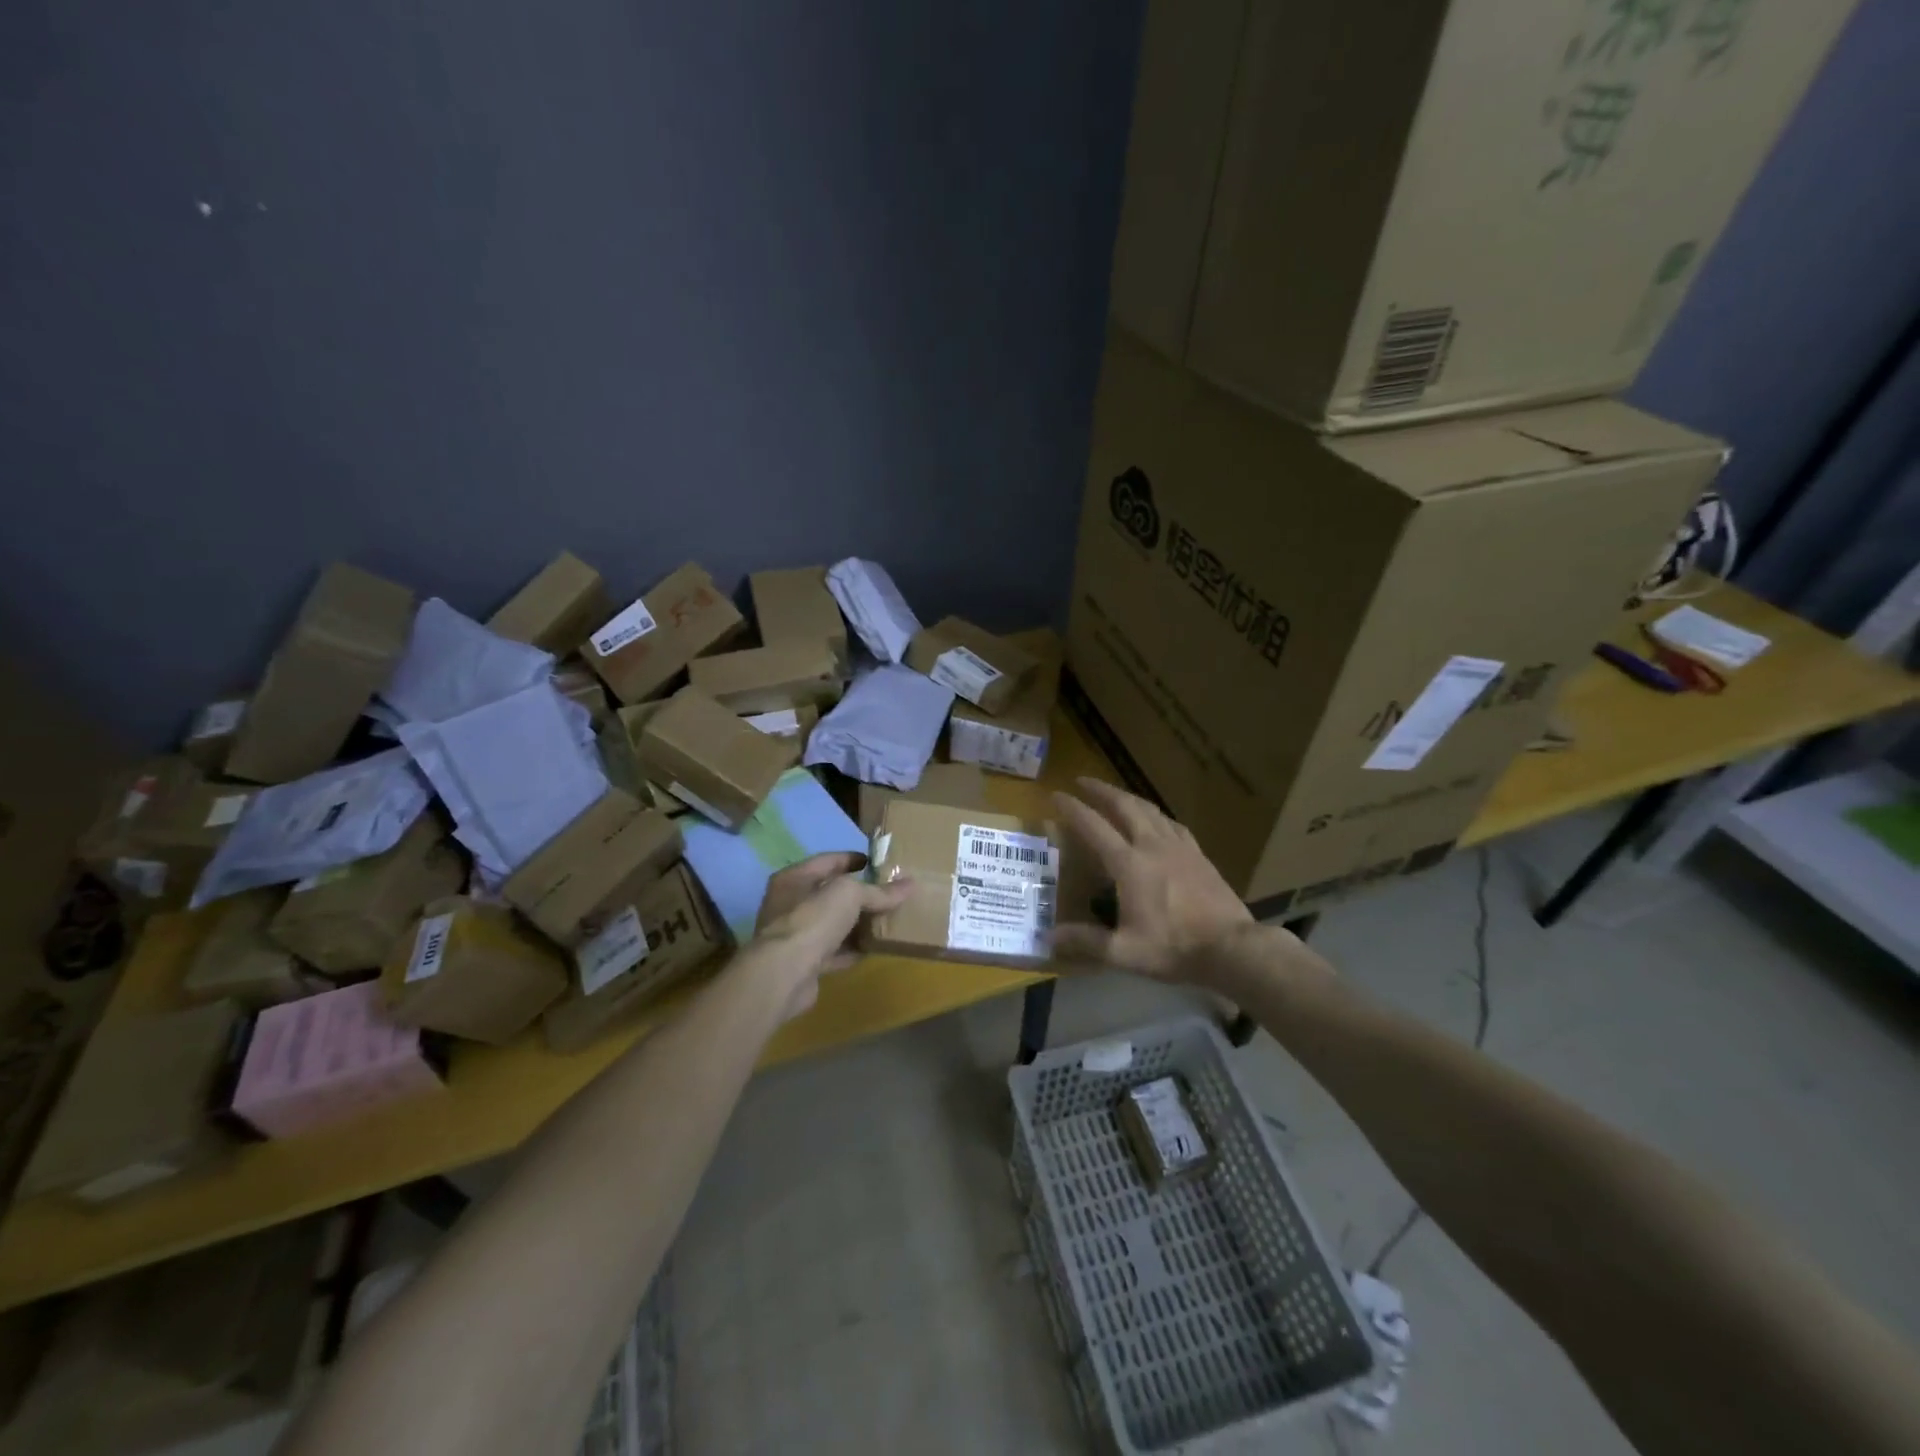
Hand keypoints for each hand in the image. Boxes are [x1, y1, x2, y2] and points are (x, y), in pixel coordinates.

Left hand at [751, 852, 911, 1017]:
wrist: (784, 975)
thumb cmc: (812, 920)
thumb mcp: (850, 895)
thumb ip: (878, 891)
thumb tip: (910, 884)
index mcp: (794, 878)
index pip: (828, 861)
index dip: (853, 858)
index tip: (878, 862)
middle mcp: (790, 904)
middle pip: (830, 894)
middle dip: (859, 894)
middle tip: (888, 893)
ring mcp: (795, 935)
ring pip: (833, 924)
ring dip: (857, 924)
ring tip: (886, 920)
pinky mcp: (803, 963)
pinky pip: (833, 951)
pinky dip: (852, 949)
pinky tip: (873, 948)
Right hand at [1050, 778, 1254, 982]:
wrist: (1232, 947)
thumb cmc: (1174, 948)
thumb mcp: (1124, 953)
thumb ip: (1086, 942)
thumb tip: (1049, 938)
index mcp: (1129, 864)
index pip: (1093, 827)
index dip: (1072, 809)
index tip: (1056, 795)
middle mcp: (1152, 845)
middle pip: (1124, 805)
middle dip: (1100, 790)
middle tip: (1082, 780)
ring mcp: (1179, 846)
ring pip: (1149, 809)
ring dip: (1127, 796)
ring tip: (1114, 794)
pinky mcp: (1198, 854)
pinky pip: (1171, 822)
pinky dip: (1154, 813)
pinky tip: (1155, 818)